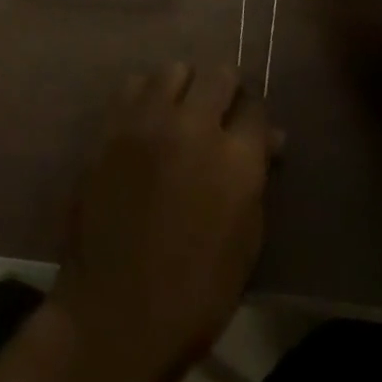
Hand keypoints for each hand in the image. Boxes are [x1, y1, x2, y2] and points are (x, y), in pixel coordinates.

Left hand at [50, 64, 278, 381]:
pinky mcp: (112, 126)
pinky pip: (133, 85)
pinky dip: (145, 96)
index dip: (254, 117)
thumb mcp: (245, 242)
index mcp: (236, 160)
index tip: (248, 127)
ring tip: (179, 112)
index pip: (256, 108)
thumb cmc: (195, 293)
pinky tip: (145, 120)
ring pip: (174, 69)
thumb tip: (270, 139)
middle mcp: (194, 126)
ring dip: (183, 87)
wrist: (116, 312)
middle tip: (219, 111)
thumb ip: (257, 180)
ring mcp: (147, 121)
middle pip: (218, 75)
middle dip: (224, 90)